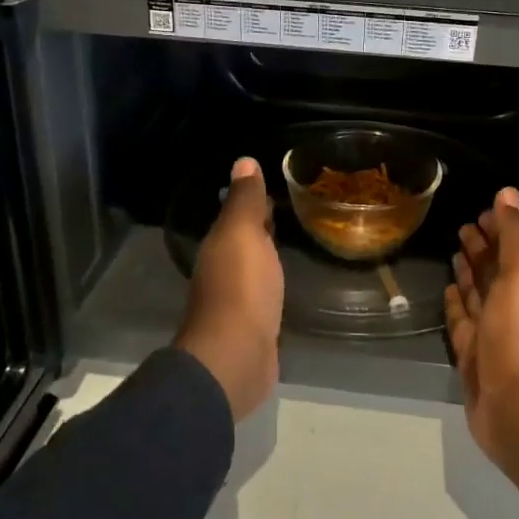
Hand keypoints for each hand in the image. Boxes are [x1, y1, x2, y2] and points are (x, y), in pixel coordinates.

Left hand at [175, 157, 283, 421]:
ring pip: (256, 267)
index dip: (254, 199)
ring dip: (269, 255)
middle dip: (263, 225)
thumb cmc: (241, 288)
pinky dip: (275, 283)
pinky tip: (290, 282)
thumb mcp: (243, 234)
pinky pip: (266, 294)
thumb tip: (243, 161)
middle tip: (295, 209)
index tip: (279, 184)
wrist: (235, 358)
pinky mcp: (254, 326)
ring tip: (298, 241)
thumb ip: (244, 200)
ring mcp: (238, 301)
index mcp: (220, 245)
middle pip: (245, 240)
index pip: (238, 213)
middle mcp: (224, 270)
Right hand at [446, 188, 518, 518]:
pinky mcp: (472, 359)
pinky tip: (448, 292)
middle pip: (494, 271)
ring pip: (477, 296)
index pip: (512, 248)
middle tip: (462, 227)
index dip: (499, 229)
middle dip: (481, 248)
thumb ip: (517, 235)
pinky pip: (462, 323)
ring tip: (453, 253)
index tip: (480, 211)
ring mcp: (492, 335)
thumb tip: (508, 192)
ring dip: (468, 274)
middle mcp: (512, 308)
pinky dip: (456, 305)